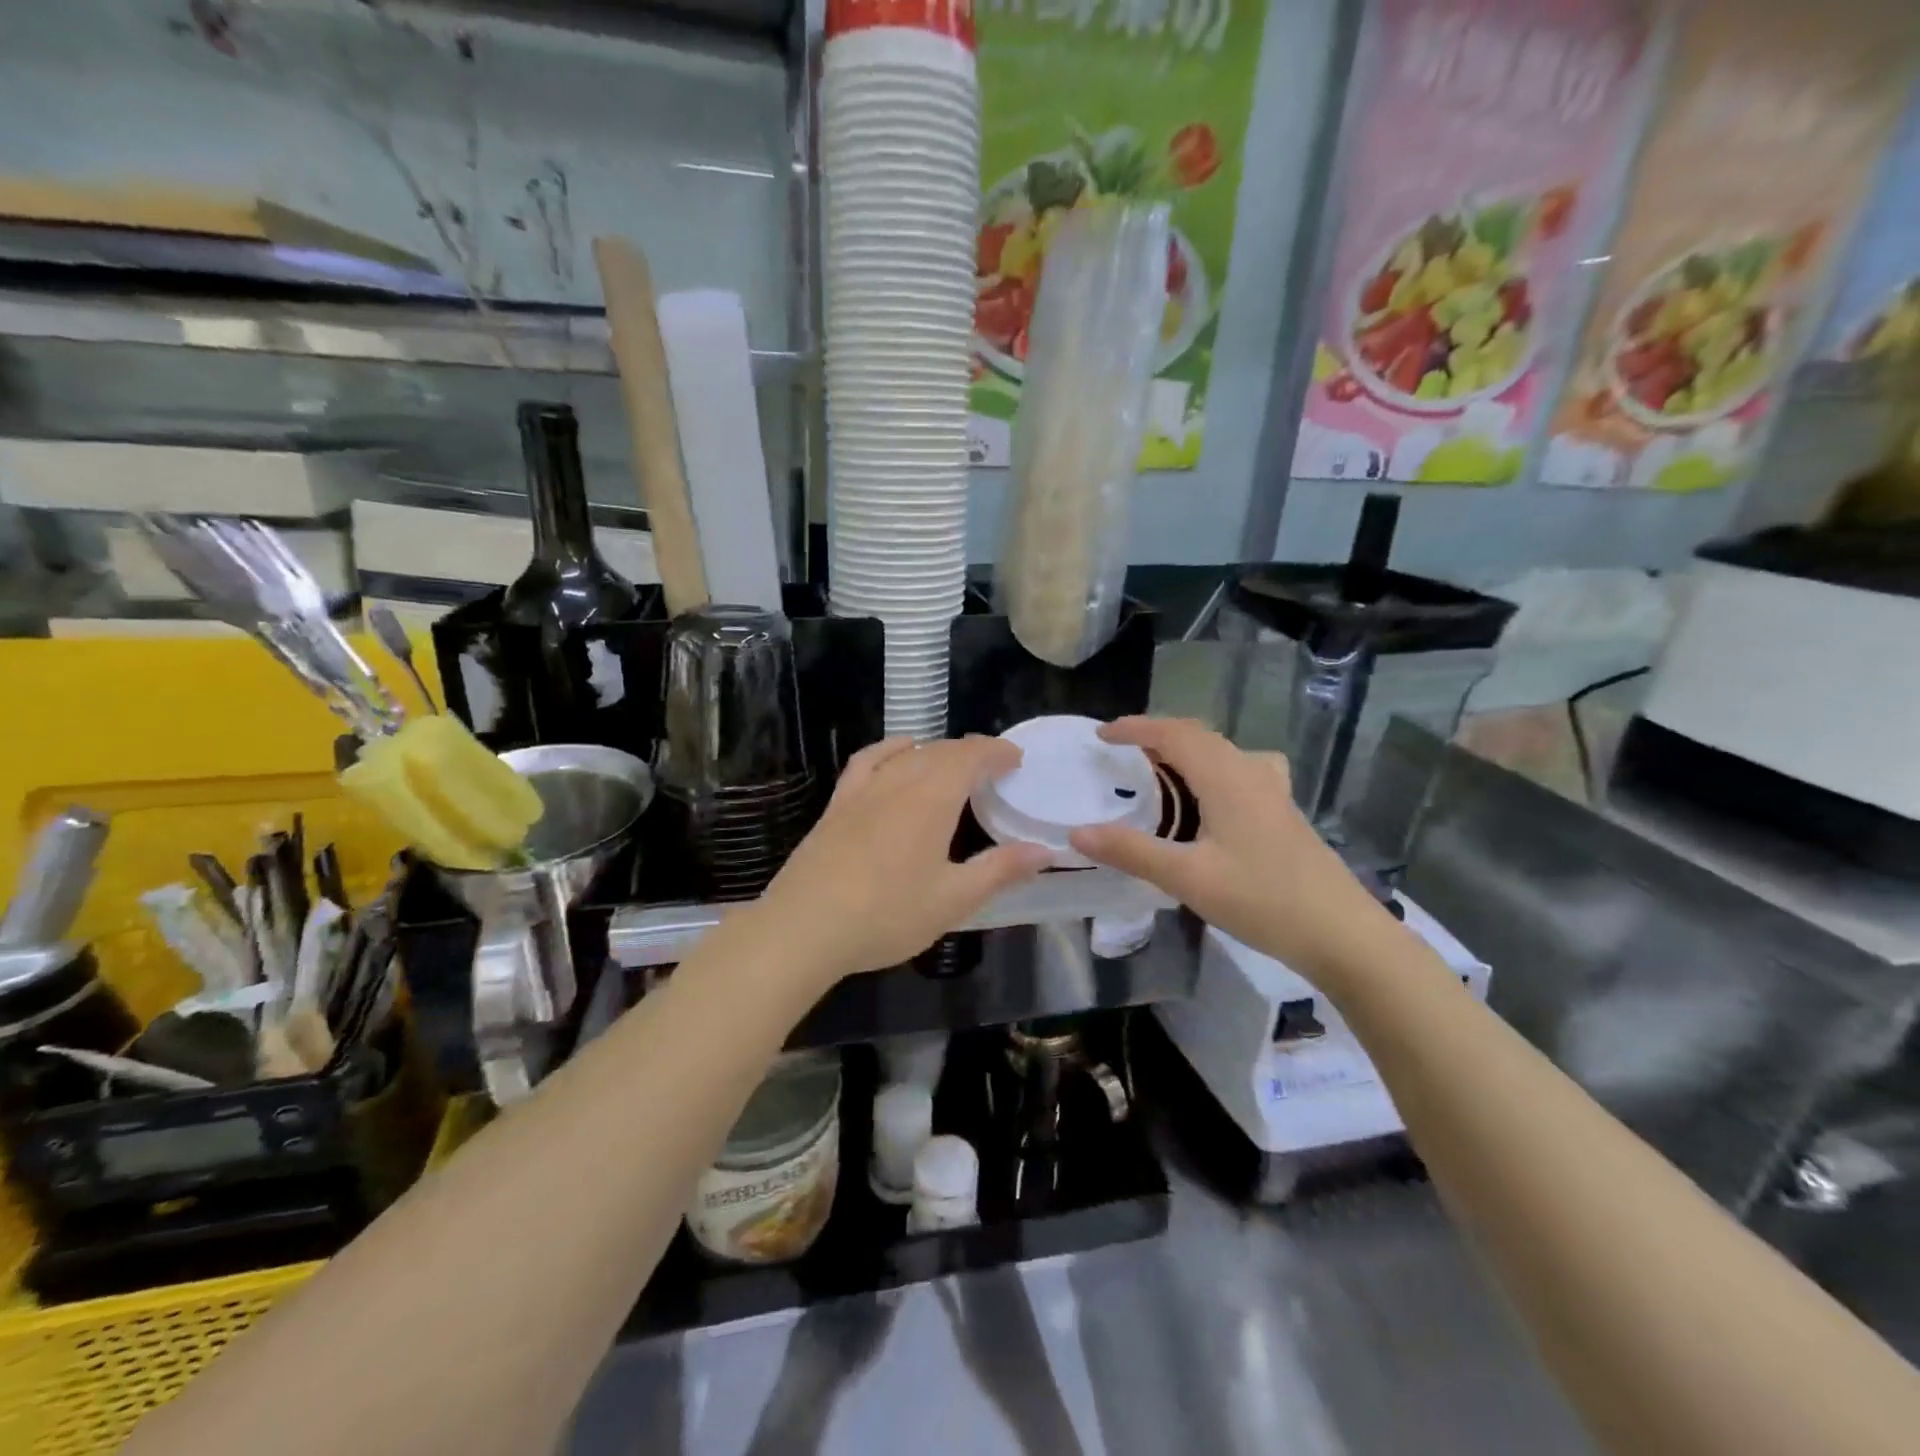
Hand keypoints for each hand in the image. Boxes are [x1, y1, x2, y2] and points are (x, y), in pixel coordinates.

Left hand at [757, 736, 1050, 985]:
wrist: (804, 927)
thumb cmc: (887, 915)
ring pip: (907, 754)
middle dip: (971, 752)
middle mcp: (898, 782)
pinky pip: (868, 762)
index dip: (996, 752)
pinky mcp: (838, 805)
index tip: (1016, 759)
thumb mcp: (953, 899)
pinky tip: (897, 755)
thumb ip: (1000, 870)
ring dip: (936, 752)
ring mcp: (863, 790)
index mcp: (931, 799)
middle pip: (940, 751)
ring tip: (953, 766)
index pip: (970, 756)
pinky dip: (890, 750)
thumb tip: (1044, 850)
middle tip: (993, 769)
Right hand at [1067, 718, 1396, 983]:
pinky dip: (1209, 770)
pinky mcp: (1283, 812)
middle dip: (1156, 736)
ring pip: (1221, 752)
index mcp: (1225, 777)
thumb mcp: (1188, 878)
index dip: (1135, 728)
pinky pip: (1238, 770)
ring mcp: (1273, 791)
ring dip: (1184, 751)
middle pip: (1198, 736)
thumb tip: (1077, 833)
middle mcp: (1250, 772)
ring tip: (1157, 772)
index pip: (1173, 733)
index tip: (1101, 736)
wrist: (1342, 933)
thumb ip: (1131, 852)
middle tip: (1121, 753)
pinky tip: (1210, 800)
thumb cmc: (1262, 900)